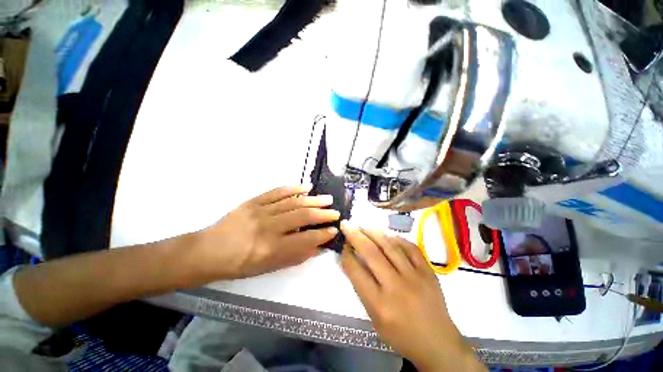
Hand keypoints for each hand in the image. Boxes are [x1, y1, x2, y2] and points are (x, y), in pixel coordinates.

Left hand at [195, 186, 340, 279]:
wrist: (209, 251)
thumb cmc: (239, 265)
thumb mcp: (268, 268)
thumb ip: (295, 257)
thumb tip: (317, 246)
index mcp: (271, 249)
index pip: (305, 238)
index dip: (322, 234)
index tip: (334, 230)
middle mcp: (268, 228)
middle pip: (302, 216)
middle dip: (323, 214)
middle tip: (335, 212)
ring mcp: (260, 211)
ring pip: (293, 202)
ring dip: (313, 200)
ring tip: (327, 199)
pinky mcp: (253, 201)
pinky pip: (277, 192)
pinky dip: (294, 188)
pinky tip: (306, 187)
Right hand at [339, 222, 485, 371]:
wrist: (437, 343)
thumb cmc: (400, 334)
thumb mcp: (374, 318)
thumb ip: (361, 288)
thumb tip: (350, 260)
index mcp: (380, 304)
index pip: (357, 271)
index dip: (346, 255)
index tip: (342, 245)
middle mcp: (396, 287)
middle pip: (372, 253)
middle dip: (355, 236)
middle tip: (346, 224)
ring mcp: (415, 276)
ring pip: (390, 246)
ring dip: (373, 232)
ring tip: (363, 226)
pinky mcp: (428, 271)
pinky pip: (410, 247)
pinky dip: (397, 238)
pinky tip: (387, 234)